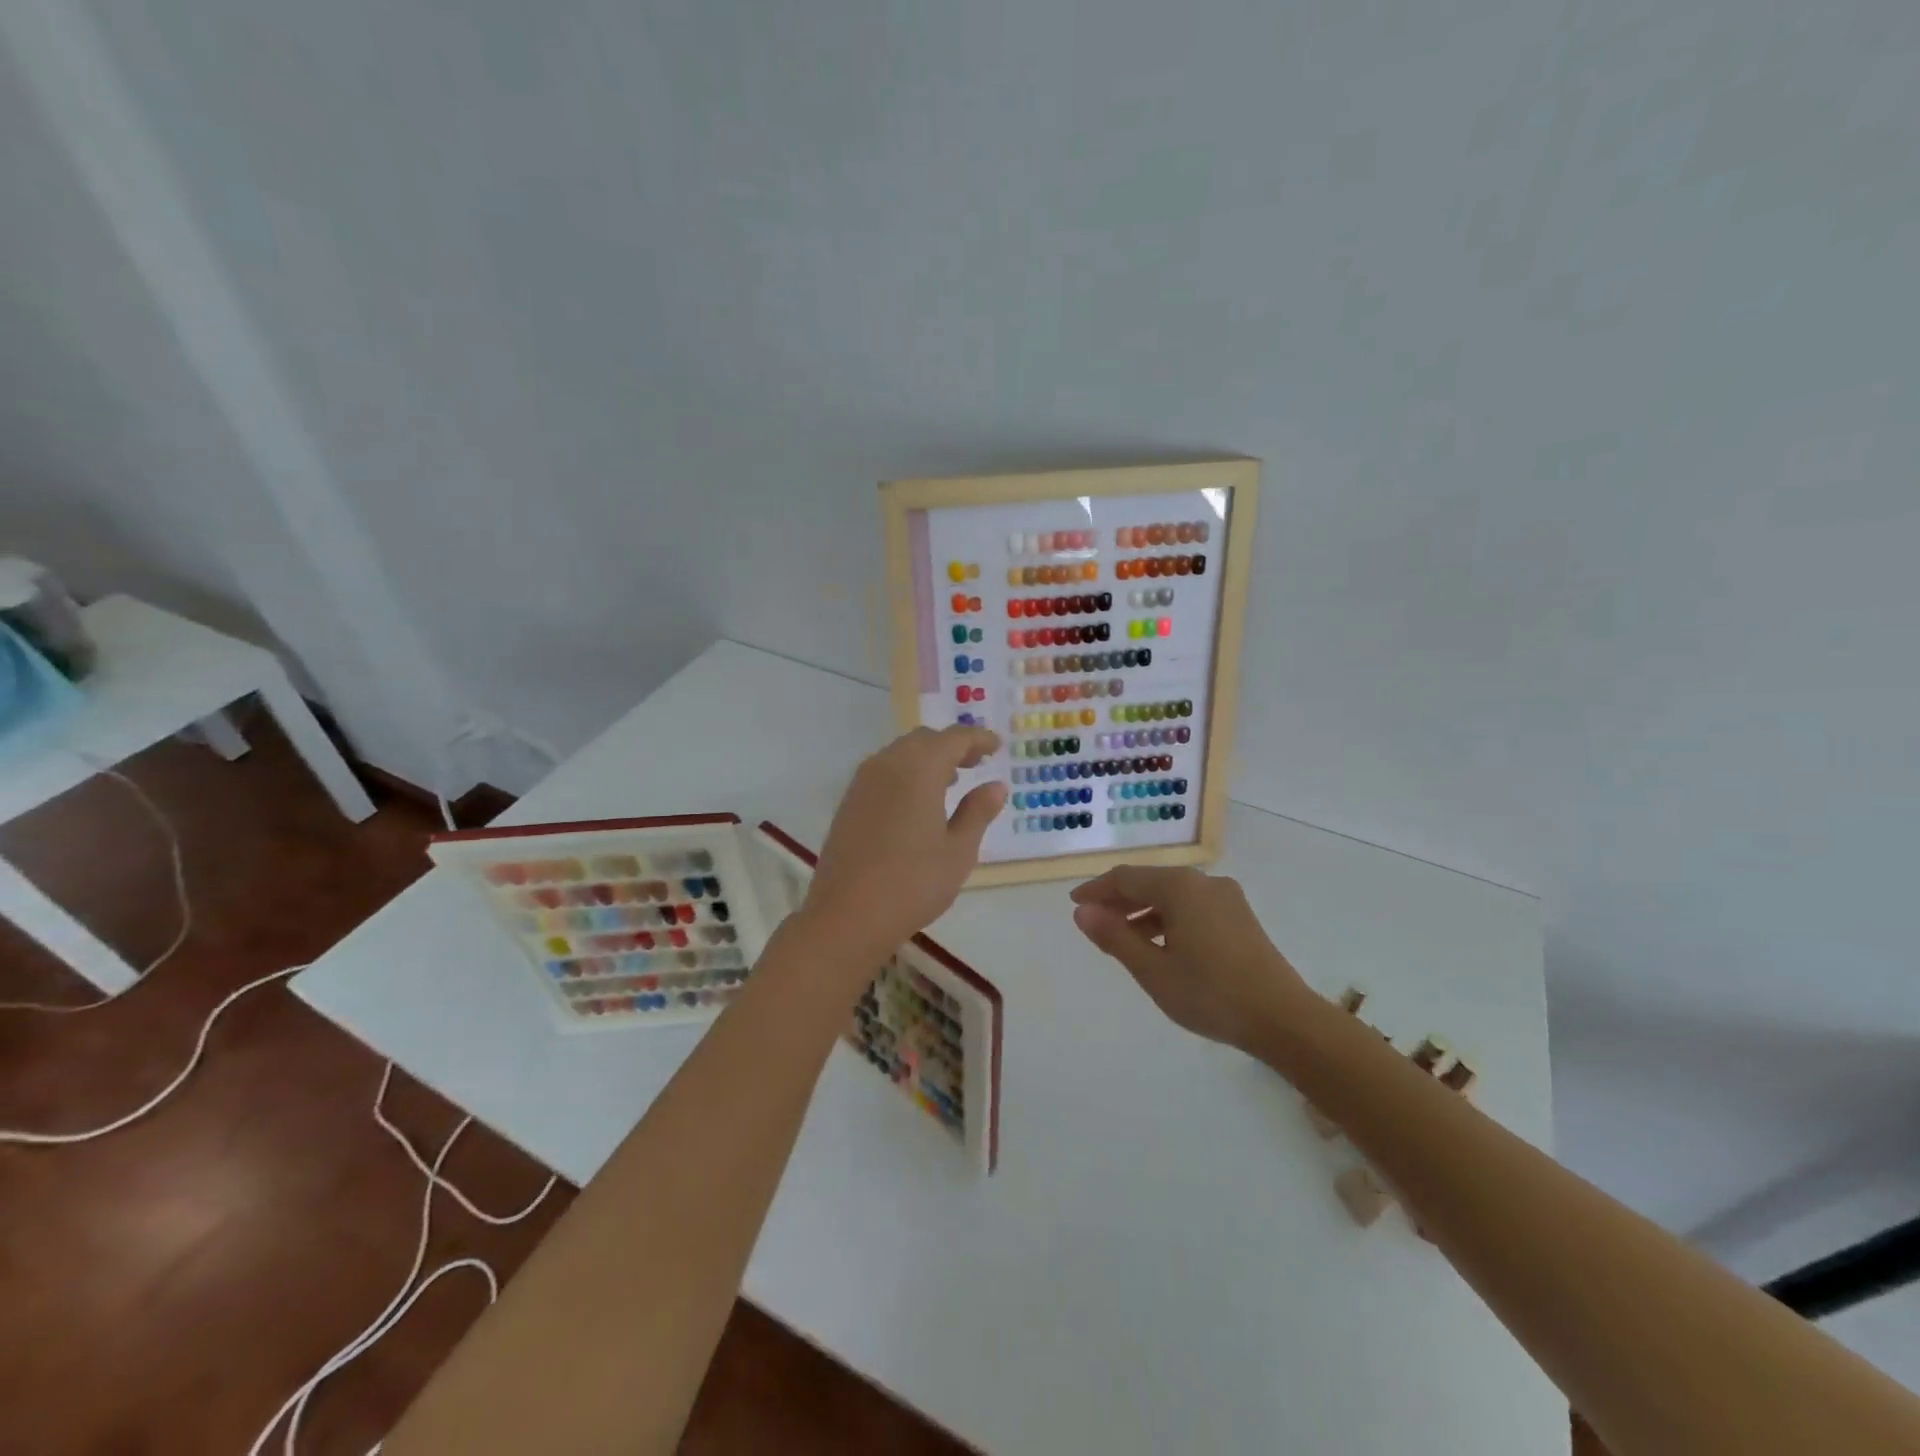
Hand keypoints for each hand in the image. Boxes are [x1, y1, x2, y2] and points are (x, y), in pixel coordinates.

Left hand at [803, 726, 1005, 959]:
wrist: (848, 915)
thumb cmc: (914, 882)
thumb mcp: (958, 850)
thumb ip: (978, 811)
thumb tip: (996, 786)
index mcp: (919, 768)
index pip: (954, 739)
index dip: (978, 739)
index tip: (997, 746)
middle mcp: (888, 764)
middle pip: (924, 740)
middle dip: (952, 746)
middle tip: (976, 762)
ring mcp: (862, 783)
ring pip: (900, 754)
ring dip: (927, 758)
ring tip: (950, 781)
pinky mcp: (849, 803)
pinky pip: (883, 772)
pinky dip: (906, 773)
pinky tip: (917, 801)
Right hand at [1070, 865, 1313, 1052]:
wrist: (1283, 1019)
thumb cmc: (1210, 993)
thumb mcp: (1153, 970)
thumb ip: (1115, 937)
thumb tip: (1082, 911)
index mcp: (1180, 887)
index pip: (1126, 878)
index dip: (1097, 890)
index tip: (1075, 904)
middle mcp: (1203, 883)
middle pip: (1150, 883)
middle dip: (1119, 901)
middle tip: (1095, 924)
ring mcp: (1226, 898)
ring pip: (1172, 896)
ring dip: (1143, 912)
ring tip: (1123, 940)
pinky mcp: (1239, 917)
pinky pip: (1192, 907)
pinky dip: (1168, 919)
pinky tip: (1161, 946)